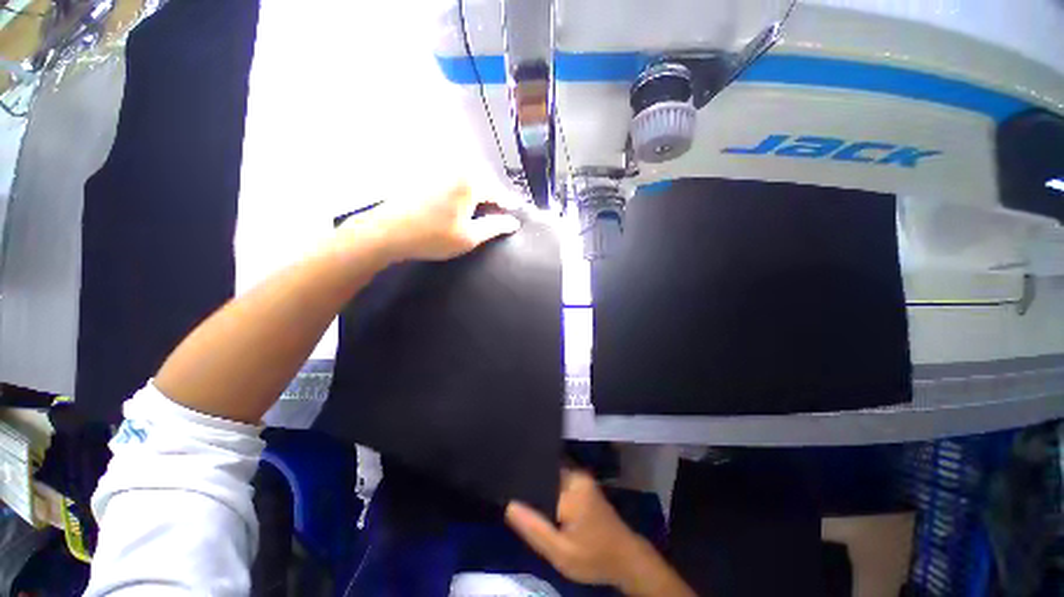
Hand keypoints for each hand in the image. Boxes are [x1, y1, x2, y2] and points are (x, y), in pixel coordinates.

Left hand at [355, 181, 521, 262]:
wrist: (387, 232)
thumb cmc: (433, 237)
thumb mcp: (469, 237)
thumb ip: (495, 227)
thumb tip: (514, 222)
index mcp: (470, 181)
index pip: (498, 192)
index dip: (508, 206)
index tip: (515, 217)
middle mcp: (455, 168)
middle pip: (483, 183)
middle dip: (492, 200)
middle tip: (496, 218)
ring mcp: (437, 169)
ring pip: (467, 182)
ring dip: (476, 196)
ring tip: (478, 215)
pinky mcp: (424, 174)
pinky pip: (452, 181)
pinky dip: (460, 194)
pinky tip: (457, 208)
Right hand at [505, 470, 650, 589]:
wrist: (626, 559)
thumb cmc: (594, 556)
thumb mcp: (561, 552)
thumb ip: (534, 529)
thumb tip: (508, 505)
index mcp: (571, 485)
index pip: (538, 474)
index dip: (521, 482)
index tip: (505, 488)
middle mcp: (576, 474)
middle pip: (544, 474)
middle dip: (530, 486)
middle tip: (511, 498)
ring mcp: (581, 478)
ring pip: (551, 478)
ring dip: (539, 490)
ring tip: (520, 499)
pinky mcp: (583, 485)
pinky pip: (559, 483)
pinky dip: (549, 493)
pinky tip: (541, 505)